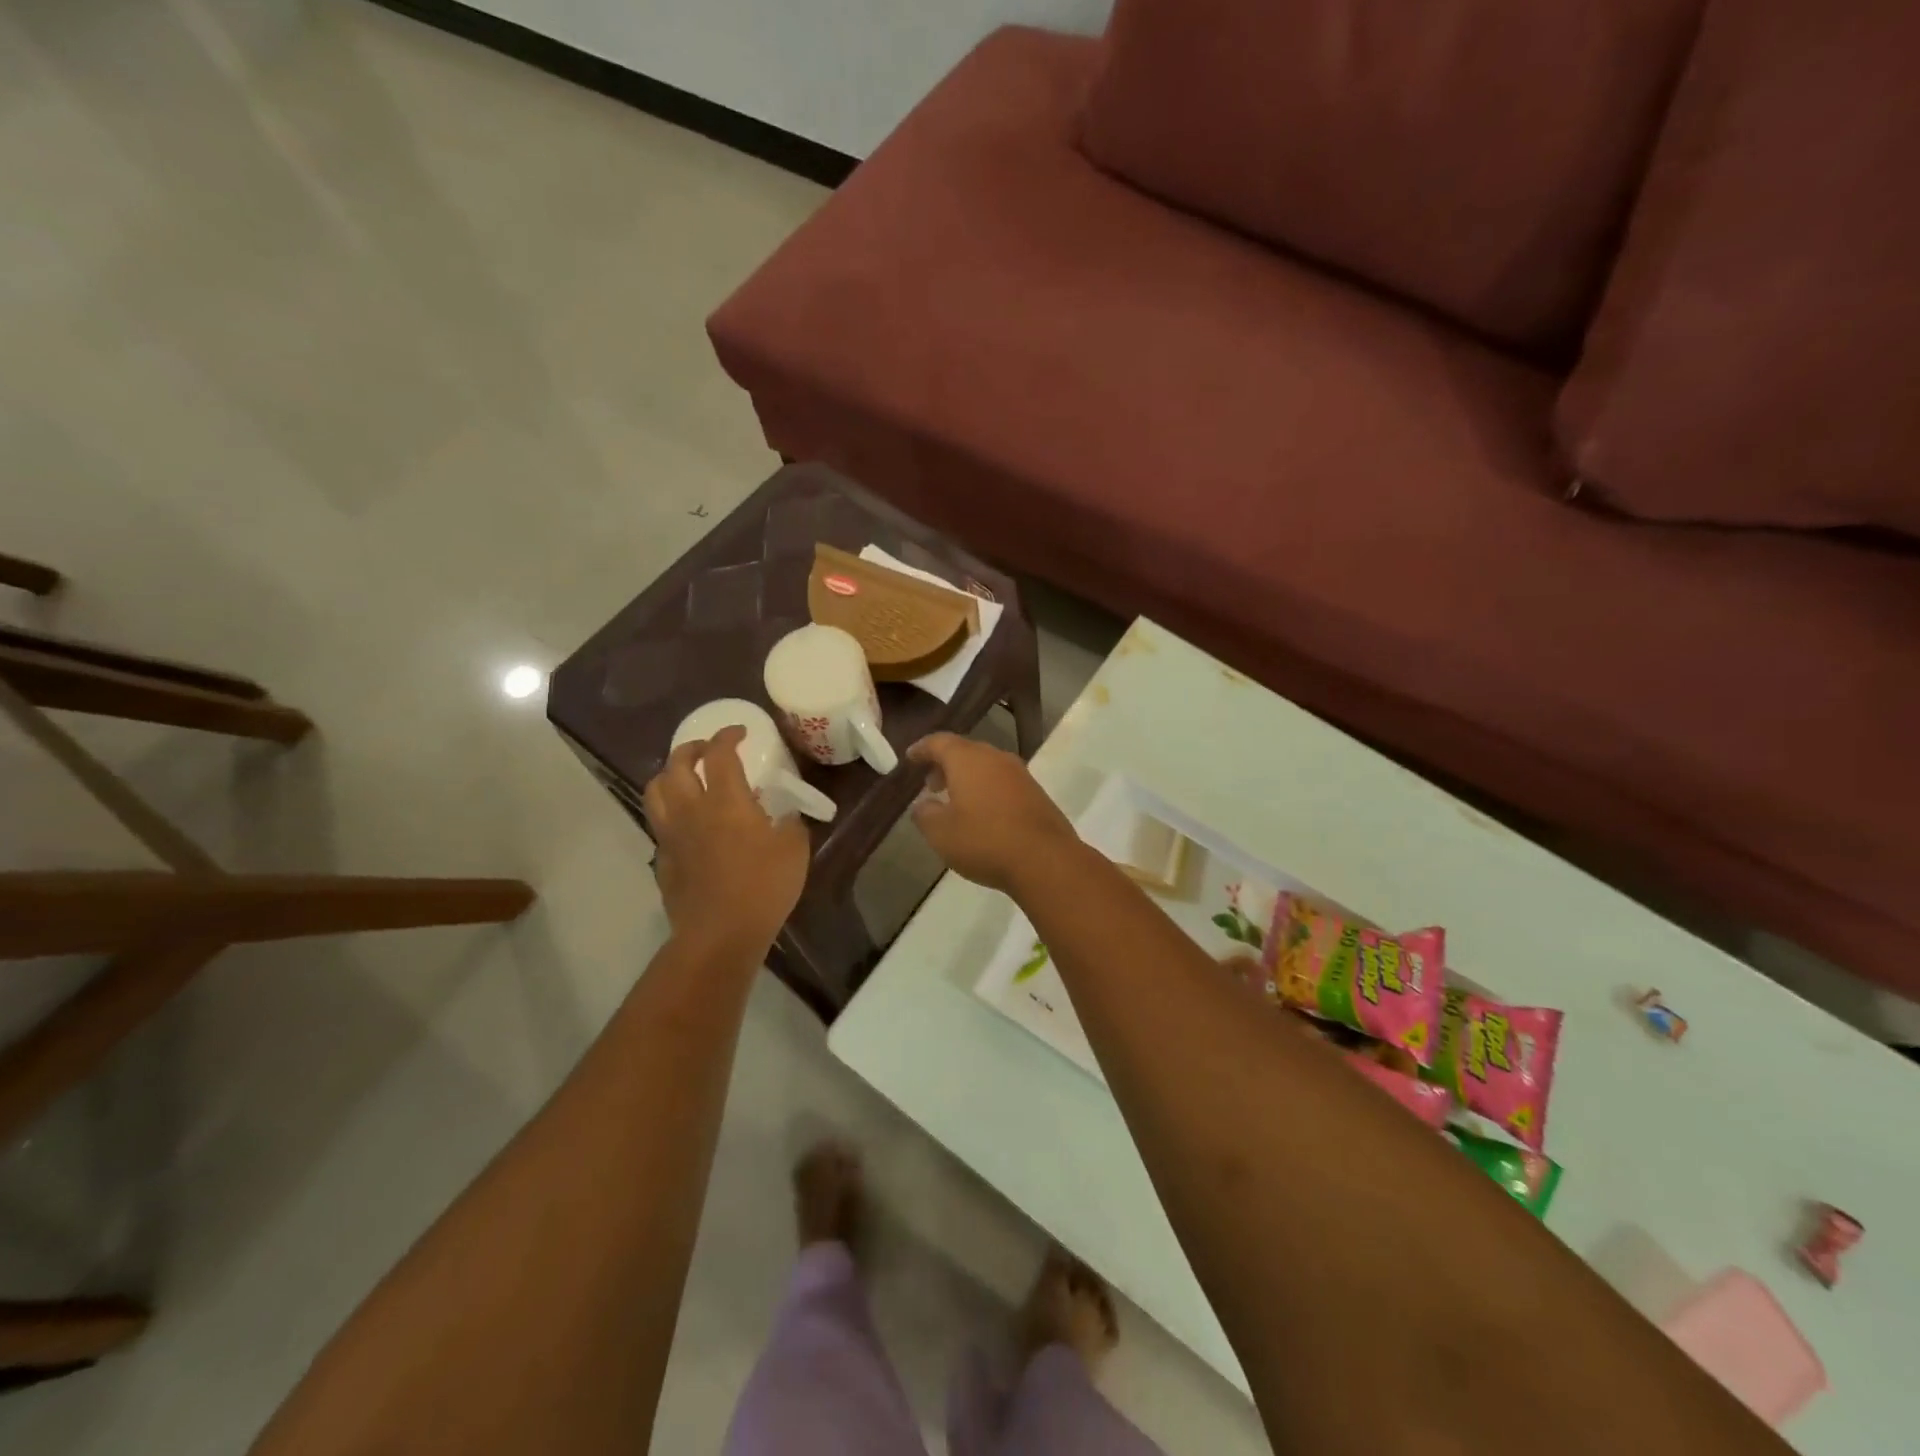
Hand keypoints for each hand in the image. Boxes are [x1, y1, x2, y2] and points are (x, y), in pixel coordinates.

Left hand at [644, 726, 808, 955]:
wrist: (720, 934)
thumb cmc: (763, 887)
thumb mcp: (794, 850)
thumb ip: (790, 824)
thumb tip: (785, 816)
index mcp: (726, 801)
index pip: (719, 754)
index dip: (728, 736)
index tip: (740, 732)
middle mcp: (691, 810)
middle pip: (676, 764)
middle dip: (692, 748)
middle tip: (708, 749)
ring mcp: (671, 835)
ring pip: (655, 790)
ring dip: (669, 775)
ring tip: (685, 777)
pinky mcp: (663, 860)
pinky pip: (659, 824)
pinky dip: (670, 811)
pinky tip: (687, 822)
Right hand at [907, 734, 1078, 891]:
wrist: (1046, 860)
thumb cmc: (985, 841)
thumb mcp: (941, 833)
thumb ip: (925, 814)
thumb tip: (923, 804)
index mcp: (968, 759)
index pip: (939, 742)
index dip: (922, 749)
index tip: (910, 758)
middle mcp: (995, 758)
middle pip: (965, 751)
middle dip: (945, 764)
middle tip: (931, 784)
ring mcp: (1020, 774)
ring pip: (986, 766)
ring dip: (968, 778)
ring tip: (955, 800)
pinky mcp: (1036, 793)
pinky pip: (1003, 782)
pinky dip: (987, 789)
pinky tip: (983, 814)